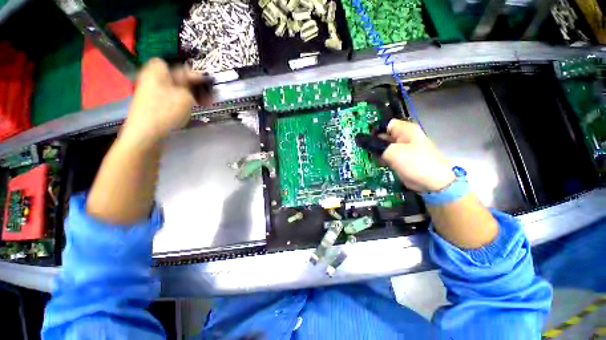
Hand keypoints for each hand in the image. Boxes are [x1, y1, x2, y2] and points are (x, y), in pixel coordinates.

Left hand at [121, 58, 211, 146]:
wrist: (146, 134)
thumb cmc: (166, 111)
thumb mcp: (185, 96)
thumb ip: (192, 85)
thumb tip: (198, 76)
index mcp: (156, 71)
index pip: (172, 64)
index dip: (187, 71)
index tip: (201, 82)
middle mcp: (151, 80)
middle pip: (173, 77)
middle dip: (190, 85)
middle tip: (204, 95)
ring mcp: (150, 94)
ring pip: (173, 89)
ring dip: (188, 95)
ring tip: (201, 104)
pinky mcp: (152, 106)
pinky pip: (169, 99)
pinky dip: (180, 102)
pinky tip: (188, 110)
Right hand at [358, 119, 454, 191]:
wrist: (432, 183)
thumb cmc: (414, 162)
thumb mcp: (393, 152)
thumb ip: (376, 145)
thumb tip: (361, 139)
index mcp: (405, 130)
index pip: (385, 124)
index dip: (373, 130)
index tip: (362, 138)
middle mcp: (403, 137)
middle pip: (383, 136)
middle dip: (372, 142)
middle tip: (360, 149)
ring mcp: (402, 149)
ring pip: (384, 147)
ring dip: (374, 151)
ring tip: (364, 156)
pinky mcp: (400, 160)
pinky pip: (387, 156)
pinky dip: (379, 158)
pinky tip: (372, 162)